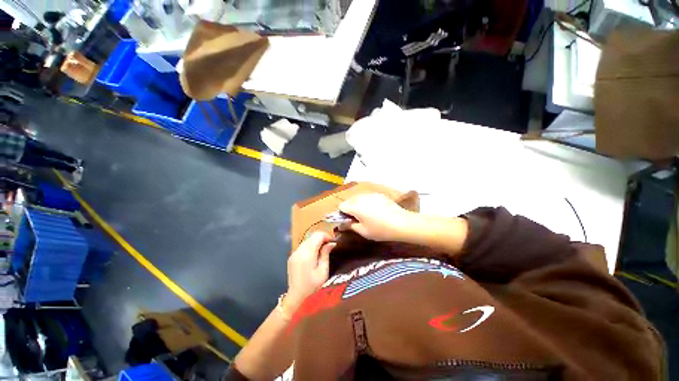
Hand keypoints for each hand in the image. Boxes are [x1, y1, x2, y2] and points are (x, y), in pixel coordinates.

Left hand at [286, 232, 335, 309]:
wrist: (295, 296)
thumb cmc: (312, 285)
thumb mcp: (323, 271)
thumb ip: (326, 254)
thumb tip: (331, 243)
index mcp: (307, 253)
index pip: (317, 235)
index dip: (326, 236)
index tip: (332, 242)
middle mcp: (299, 250)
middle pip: (312, 236)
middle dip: (322, 238)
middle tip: (329, 247)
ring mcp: (294, 252)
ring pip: (307, 240)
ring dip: (316, 242)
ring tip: (322, 251)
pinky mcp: (292, 256)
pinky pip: (303, 246)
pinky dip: (310, 247)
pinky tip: (313, 256)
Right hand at [338, 193, 413, 241]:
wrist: (402, 223)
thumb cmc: (380, 230)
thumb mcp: (363, 231)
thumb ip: (349, 226)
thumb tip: (340, 225)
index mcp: (355, 206)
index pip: (341, 206)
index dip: (342, 214)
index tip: (348, 221)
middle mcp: (361, 197)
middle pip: (349, 201)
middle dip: (350, 209)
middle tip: (357, 219)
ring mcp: (370, 194)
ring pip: (358, 198)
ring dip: (358, 205)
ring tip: (367, 215)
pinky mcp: (378, 194)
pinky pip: (367, 197)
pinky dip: (367, 202)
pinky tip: (376, 211)